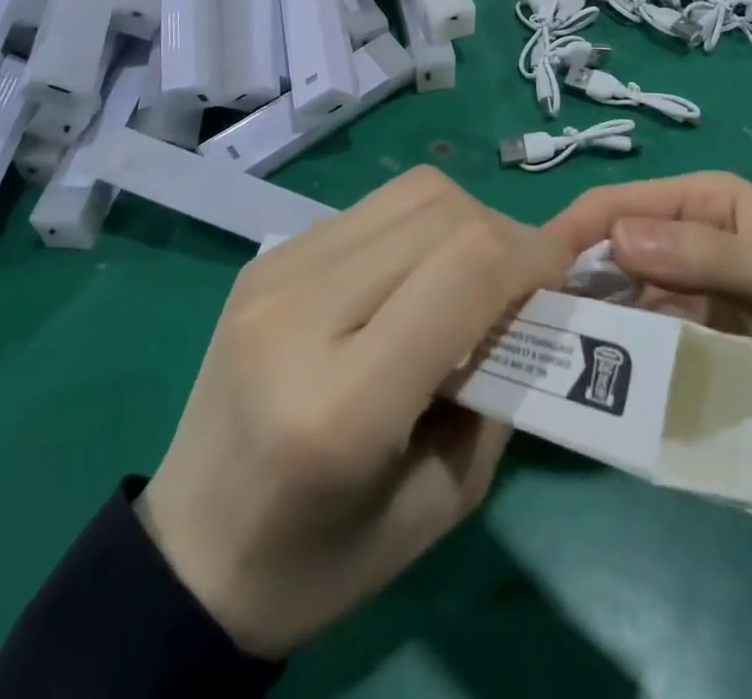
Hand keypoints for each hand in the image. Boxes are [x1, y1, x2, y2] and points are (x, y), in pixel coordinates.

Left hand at [139, 168, 568, 657]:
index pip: (465, 269)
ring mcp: (275, 272)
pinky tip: (415, 274)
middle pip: (441, 214)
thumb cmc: (322, 557)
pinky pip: (370, 211)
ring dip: (463, 221)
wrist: (189, 552)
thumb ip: (501, 390)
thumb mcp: (442, 500)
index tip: (562, 278)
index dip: (532, 256)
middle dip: (505, 235)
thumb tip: (535, 302)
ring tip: (474, 272)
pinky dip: (417, 228)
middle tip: (525, 281)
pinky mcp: (266, 257)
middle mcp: (301, 313)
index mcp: (344, 402)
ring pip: (408, 195)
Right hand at [545, 174, 751, 569]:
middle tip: (529, 328)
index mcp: (709, 201)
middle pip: (616, 253)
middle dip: (573, 282)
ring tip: (550, 359)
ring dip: (591, 324)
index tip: (527, 275)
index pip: (621, 204)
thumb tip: (614, 237)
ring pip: (626, 302)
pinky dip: (624, 358)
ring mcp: (697, 299)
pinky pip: (652, 345)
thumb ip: (706, 255)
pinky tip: (596, 383)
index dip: (574, 232)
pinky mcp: (706, 349)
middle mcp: (693, 241)